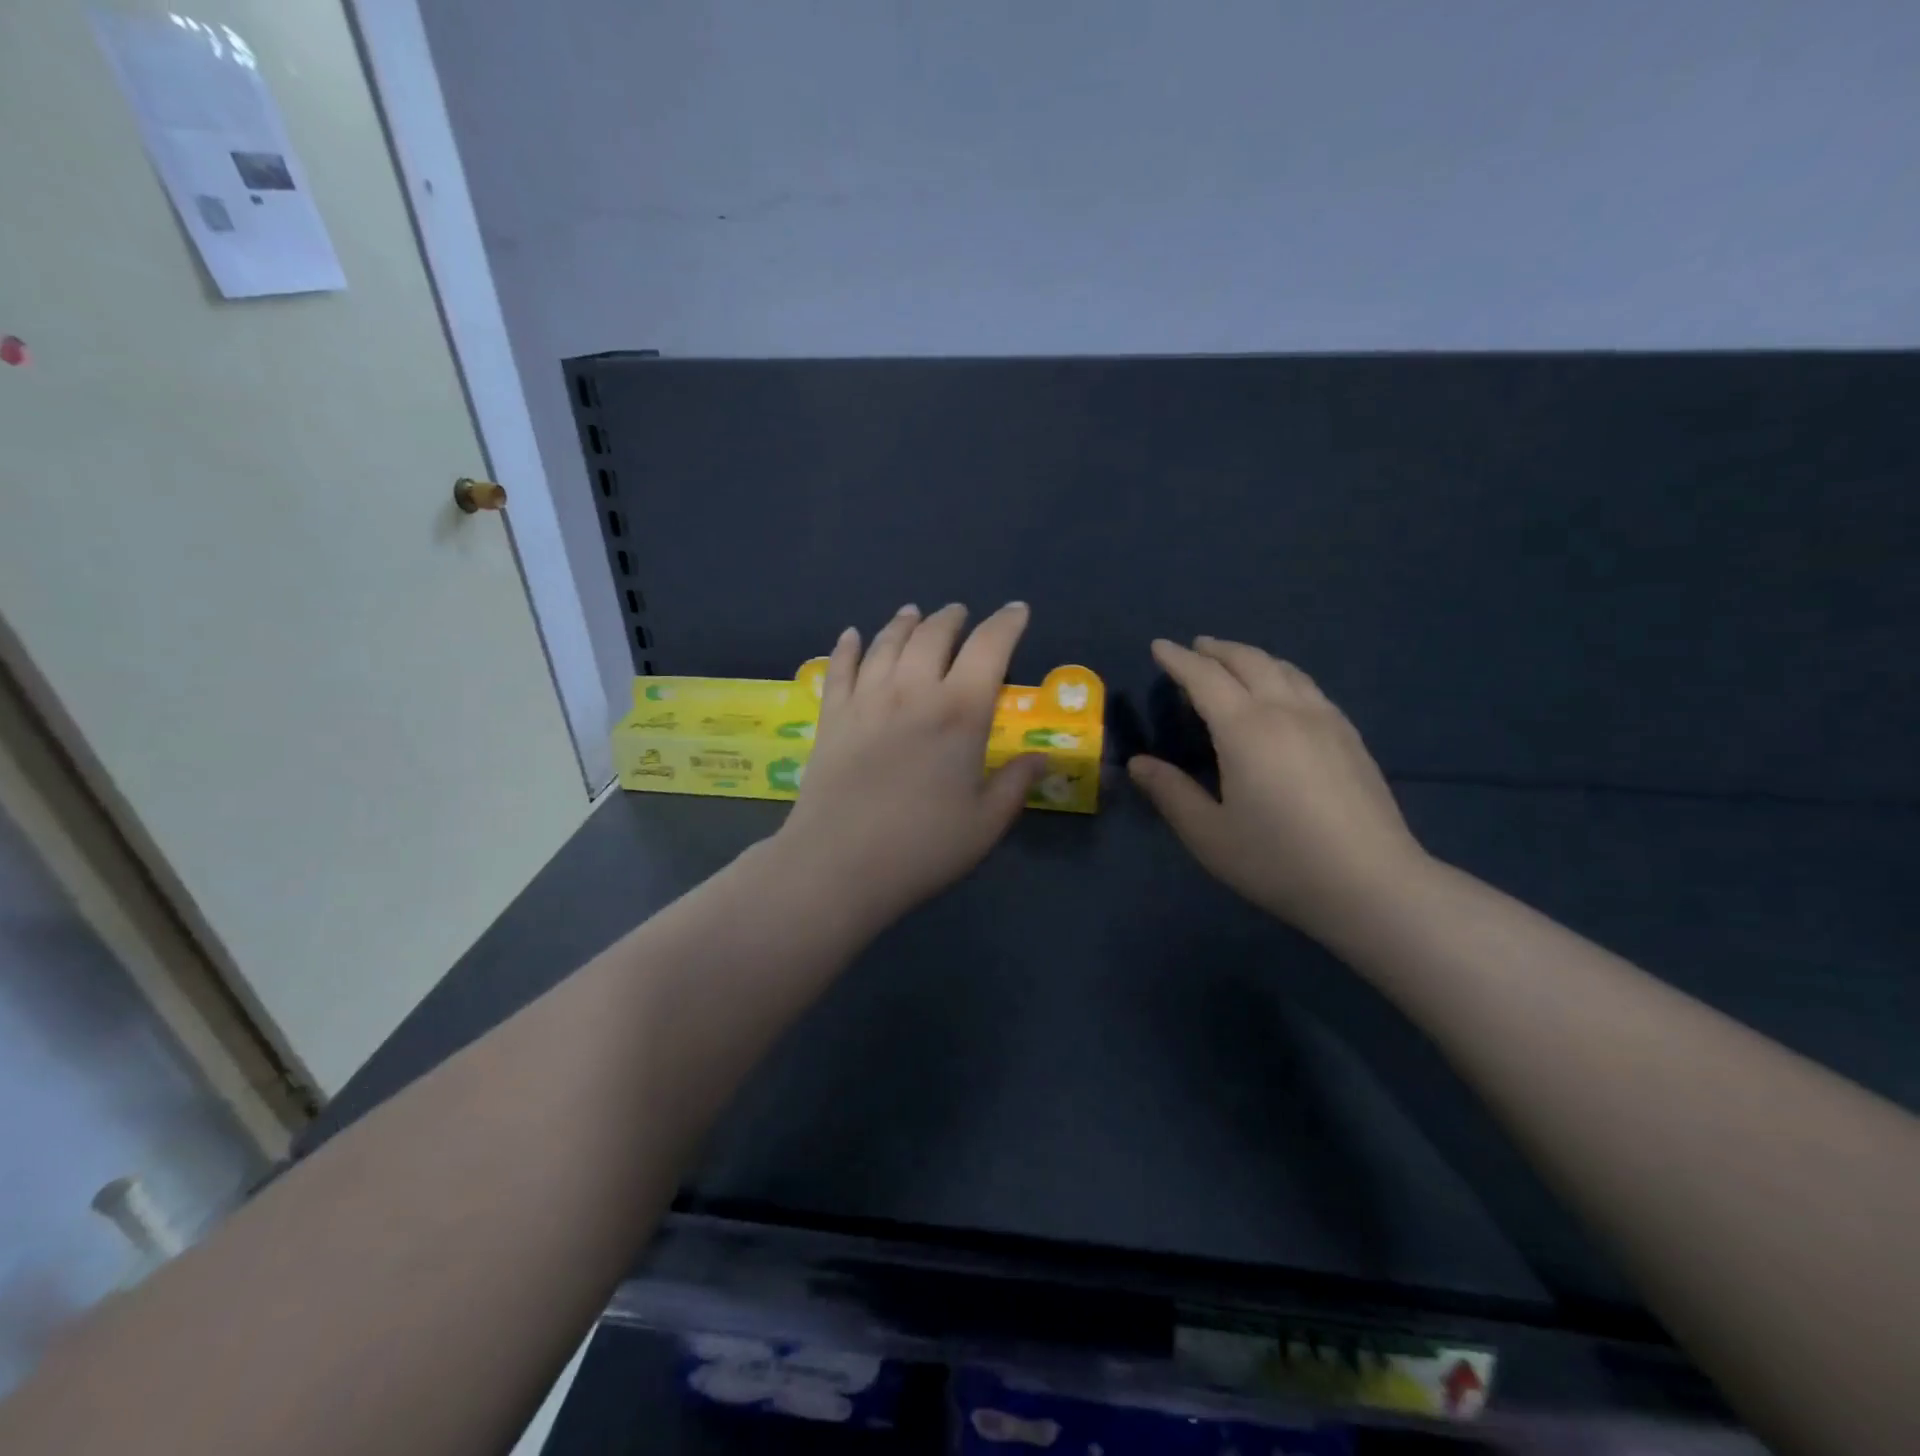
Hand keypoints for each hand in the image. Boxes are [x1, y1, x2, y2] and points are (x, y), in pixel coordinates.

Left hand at [774, 603, 1046, 933]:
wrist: (838, 864)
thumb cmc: (922, 848)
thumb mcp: (986, 823)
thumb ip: (1015, 784)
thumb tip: (1040, 758)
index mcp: (960, 712)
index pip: (990, 647)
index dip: (1007, 623)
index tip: (1017, 612)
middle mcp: (913, 691)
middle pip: (933, 635)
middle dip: (952, 618)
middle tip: (960, 614)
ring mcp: (866, 700)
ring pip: (886, 643)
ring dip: (904, 623)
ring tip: (913, 613)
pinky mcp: (832, 717)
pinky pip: (839, 668)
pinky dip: (848, 647)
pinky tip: (852, 635)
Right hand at [1128, 637, 1427, 941]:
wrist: (1372, 884)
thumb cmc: (1278, 860)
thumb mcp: (1209, 834)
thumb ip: (1171, 793)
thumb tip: (1138, 763)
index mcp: (1245, 729)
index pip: (1205, 678)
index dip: (1178, 659)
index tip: (1159, 646)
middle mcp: (1286, 711)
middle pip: (1249, 661)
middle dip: (1217, 649)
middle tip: (1195, 647)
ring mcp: (1325, 720)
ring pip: (1284, 669)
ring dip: (1251, 657)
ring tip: (1233, 662)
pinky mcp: (1350, 737)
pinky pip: (1308, 687)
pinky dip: (1281, 675)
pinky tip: (1281, 694)